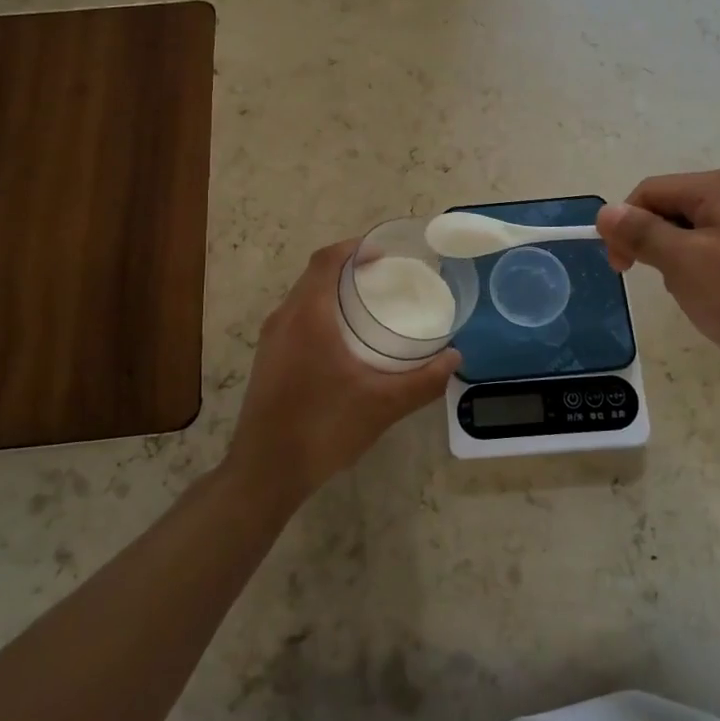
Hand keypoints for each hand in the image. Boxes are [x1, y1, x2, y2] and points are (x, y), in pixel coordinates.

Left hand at [226, 240, 460, 507]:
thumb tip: (454, 358)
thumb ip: (422, 380)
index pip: (326, 260)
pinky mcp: (267, 360)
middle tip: (382, 276)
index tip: (383, 253)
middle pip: (314, 274)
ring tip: (365, 304)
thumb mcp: (382, 405)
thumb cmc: (323, 427)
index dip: (354, 248)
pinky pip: (294, 318)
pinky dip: (319, 312)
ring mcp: (271, 340)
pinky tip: (341, 340)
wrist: (265, 472)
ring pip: (302, 297)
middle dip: (346, 267)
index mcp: (309, 316)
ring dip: (331, 290)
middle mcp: (284, 318)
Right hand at [597, 169, 719, 393]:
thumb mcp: (684, 266)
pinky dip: (706, 263)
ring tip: (694, 293)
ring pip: (696, 227)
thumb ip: (641, 233)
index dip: (625, 225)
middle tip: (662, 284)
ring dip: (680, 256)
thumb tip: (605, 211)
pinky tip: (719, 294)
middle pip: (674, 206)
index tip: (621, 270)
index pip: (650, 191)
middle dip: (656, 242)